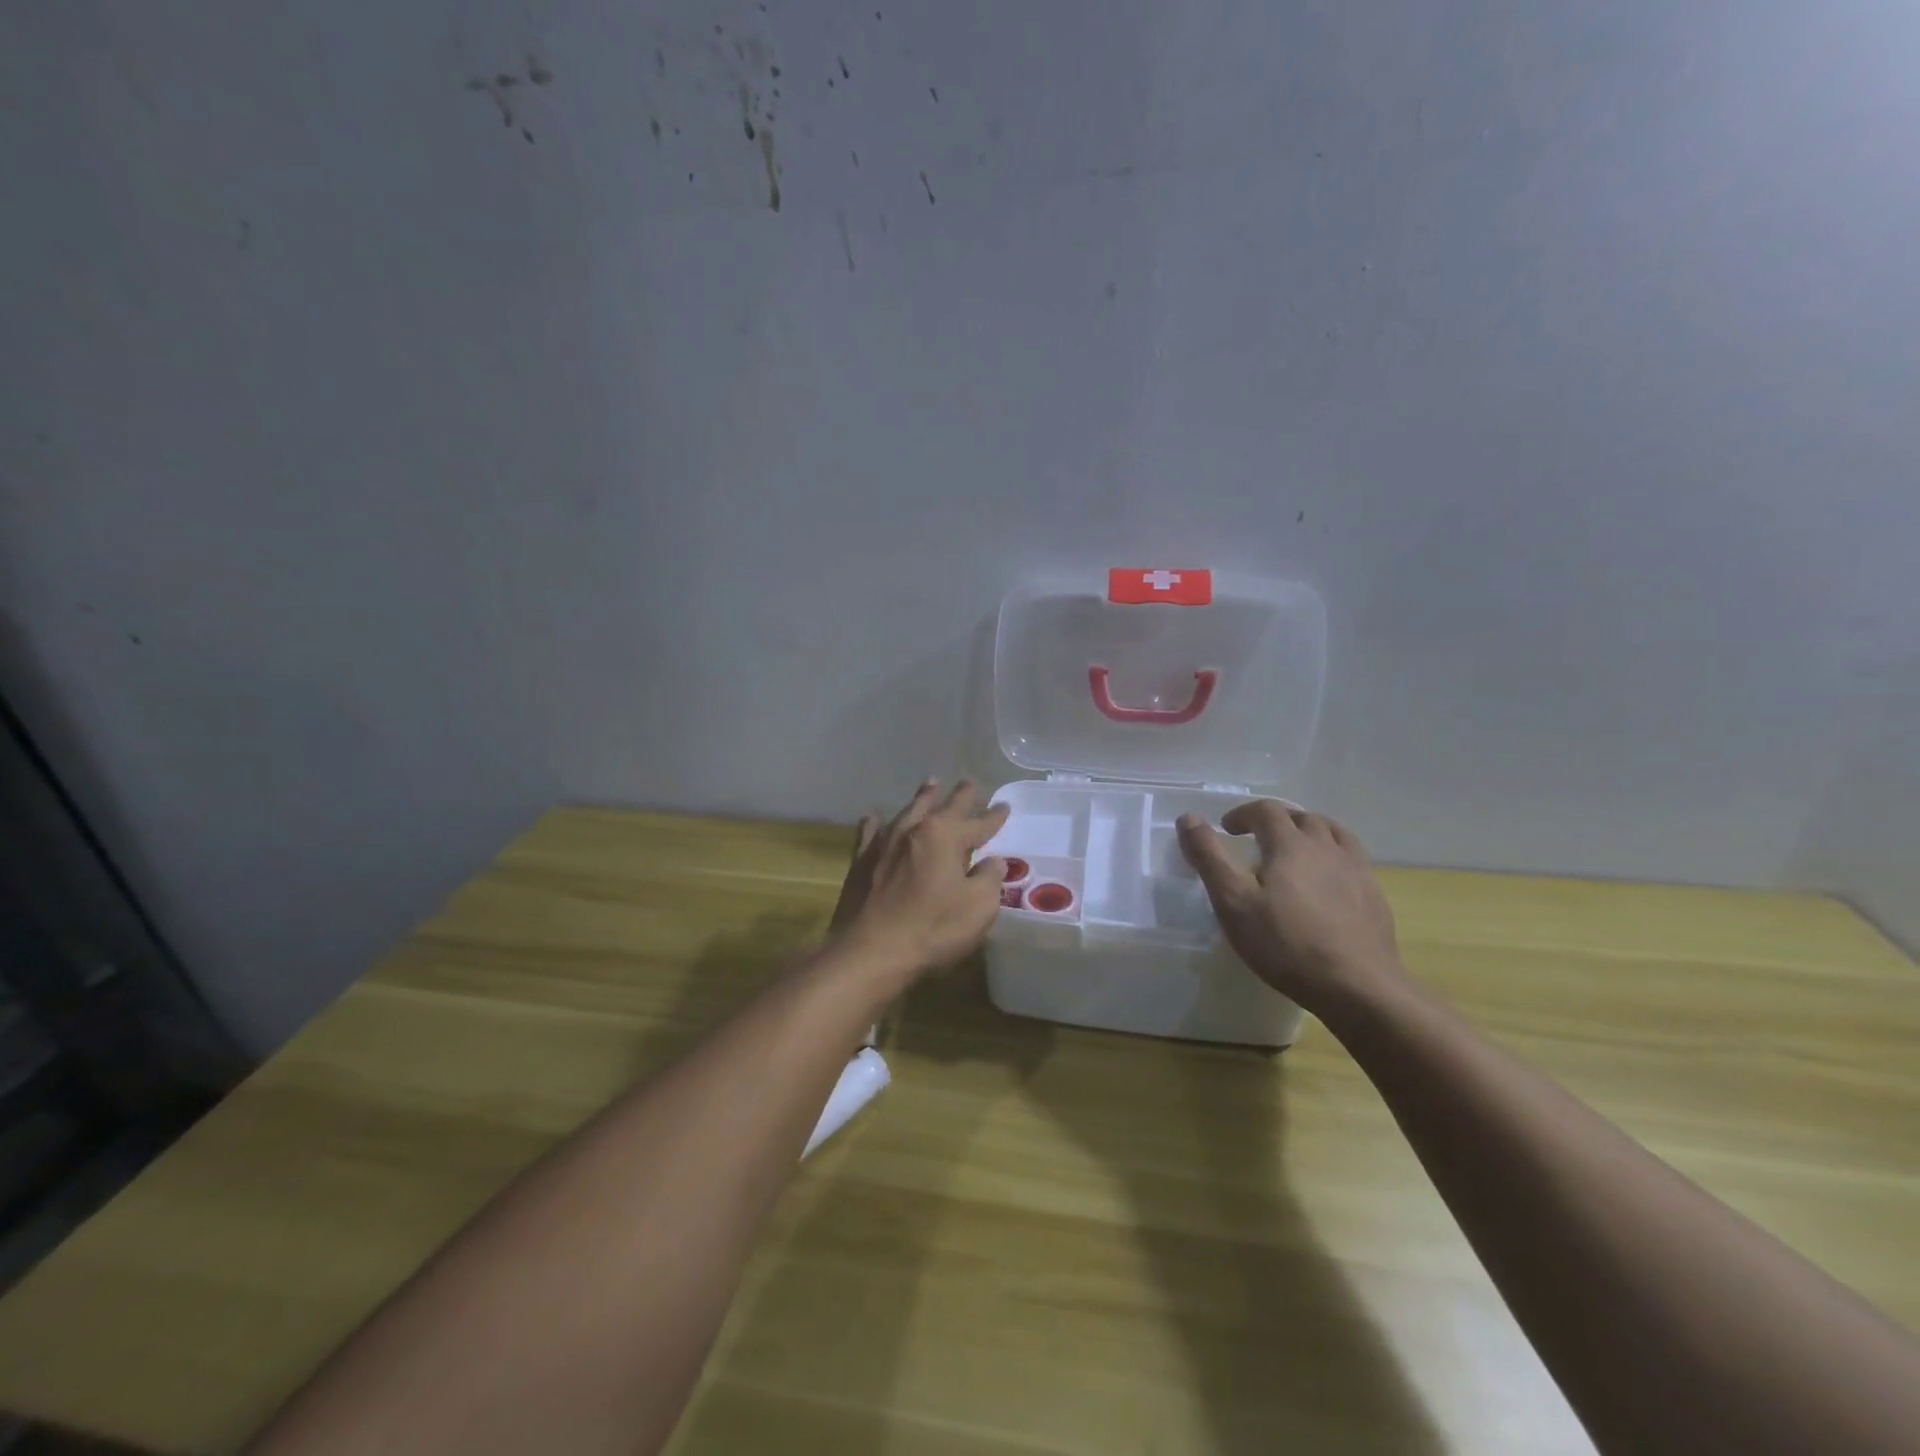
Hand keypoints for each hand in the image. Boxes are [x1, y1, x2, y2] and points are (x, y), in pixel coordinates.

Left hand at [829, 780, 1009, 982]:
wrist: (870, 951)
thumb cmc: (932, 928)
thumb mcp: (978, 907)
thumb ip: (989, 879)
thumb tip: (994, 861)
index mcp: (945, 836)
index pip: (978, 823)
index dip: (993, 817)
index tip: (1004, 806)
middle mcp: (914, 830)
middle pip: (943, 807)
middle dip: (960, 796)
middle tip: (970, 782)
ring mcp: (884, 843)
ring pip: (908, 812)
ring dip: (923, 799)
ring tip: (931, 785)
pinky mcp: (861, 861)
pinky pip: (871, 833)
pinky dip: (876, 823)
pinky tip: (874, 817)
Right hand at [1177, 801, 1403, 1013]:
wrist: (1358, 987)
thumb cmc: (1286, 944)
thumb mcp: (1233, 902)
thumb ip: (1209, 857)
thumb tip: (1188, 818)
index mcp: (1291, 844)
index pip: (1266, 810)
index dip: (1243, 814)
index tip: (1227, 829)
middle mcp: (1327, 847)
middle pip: (1302, 817)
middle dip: (1276, 821)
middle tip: (1258, 839)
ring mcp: (1357, 870)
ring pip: (1334, 833)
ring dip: (1310, 832)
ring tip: (1295, 850)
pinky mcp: (1374, 895)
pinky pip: (1353, 859)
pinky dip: (1334, 856)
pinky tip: (1328, 881)